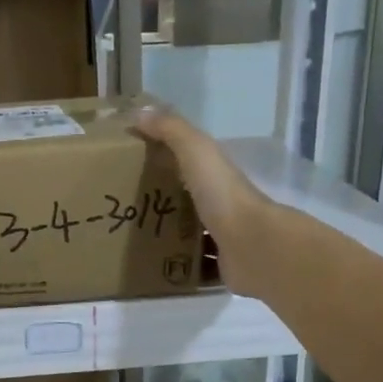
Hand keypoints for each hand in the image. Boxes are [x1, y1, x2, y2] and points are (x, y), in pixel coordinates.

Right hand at [135, 109, 274, 297]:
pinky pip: (199, 268)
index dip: (167, 161)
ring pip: (195, 236)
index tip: (135, 166)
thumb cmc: (223, 195)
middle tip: (129, 209)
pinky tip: (156, 271)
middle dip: (167, 204)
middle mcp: (224, 206)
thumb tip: (139, 111)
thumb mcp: (197, 152)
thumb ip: (172, 131)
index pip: (192, 164)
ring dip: (173, 238)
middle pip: (192, 202)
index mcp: (218, 177)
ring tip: (137, 241)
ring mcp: (227, 239)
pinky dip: (181, 270)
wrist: (253, 247)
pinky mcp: (224, 268)